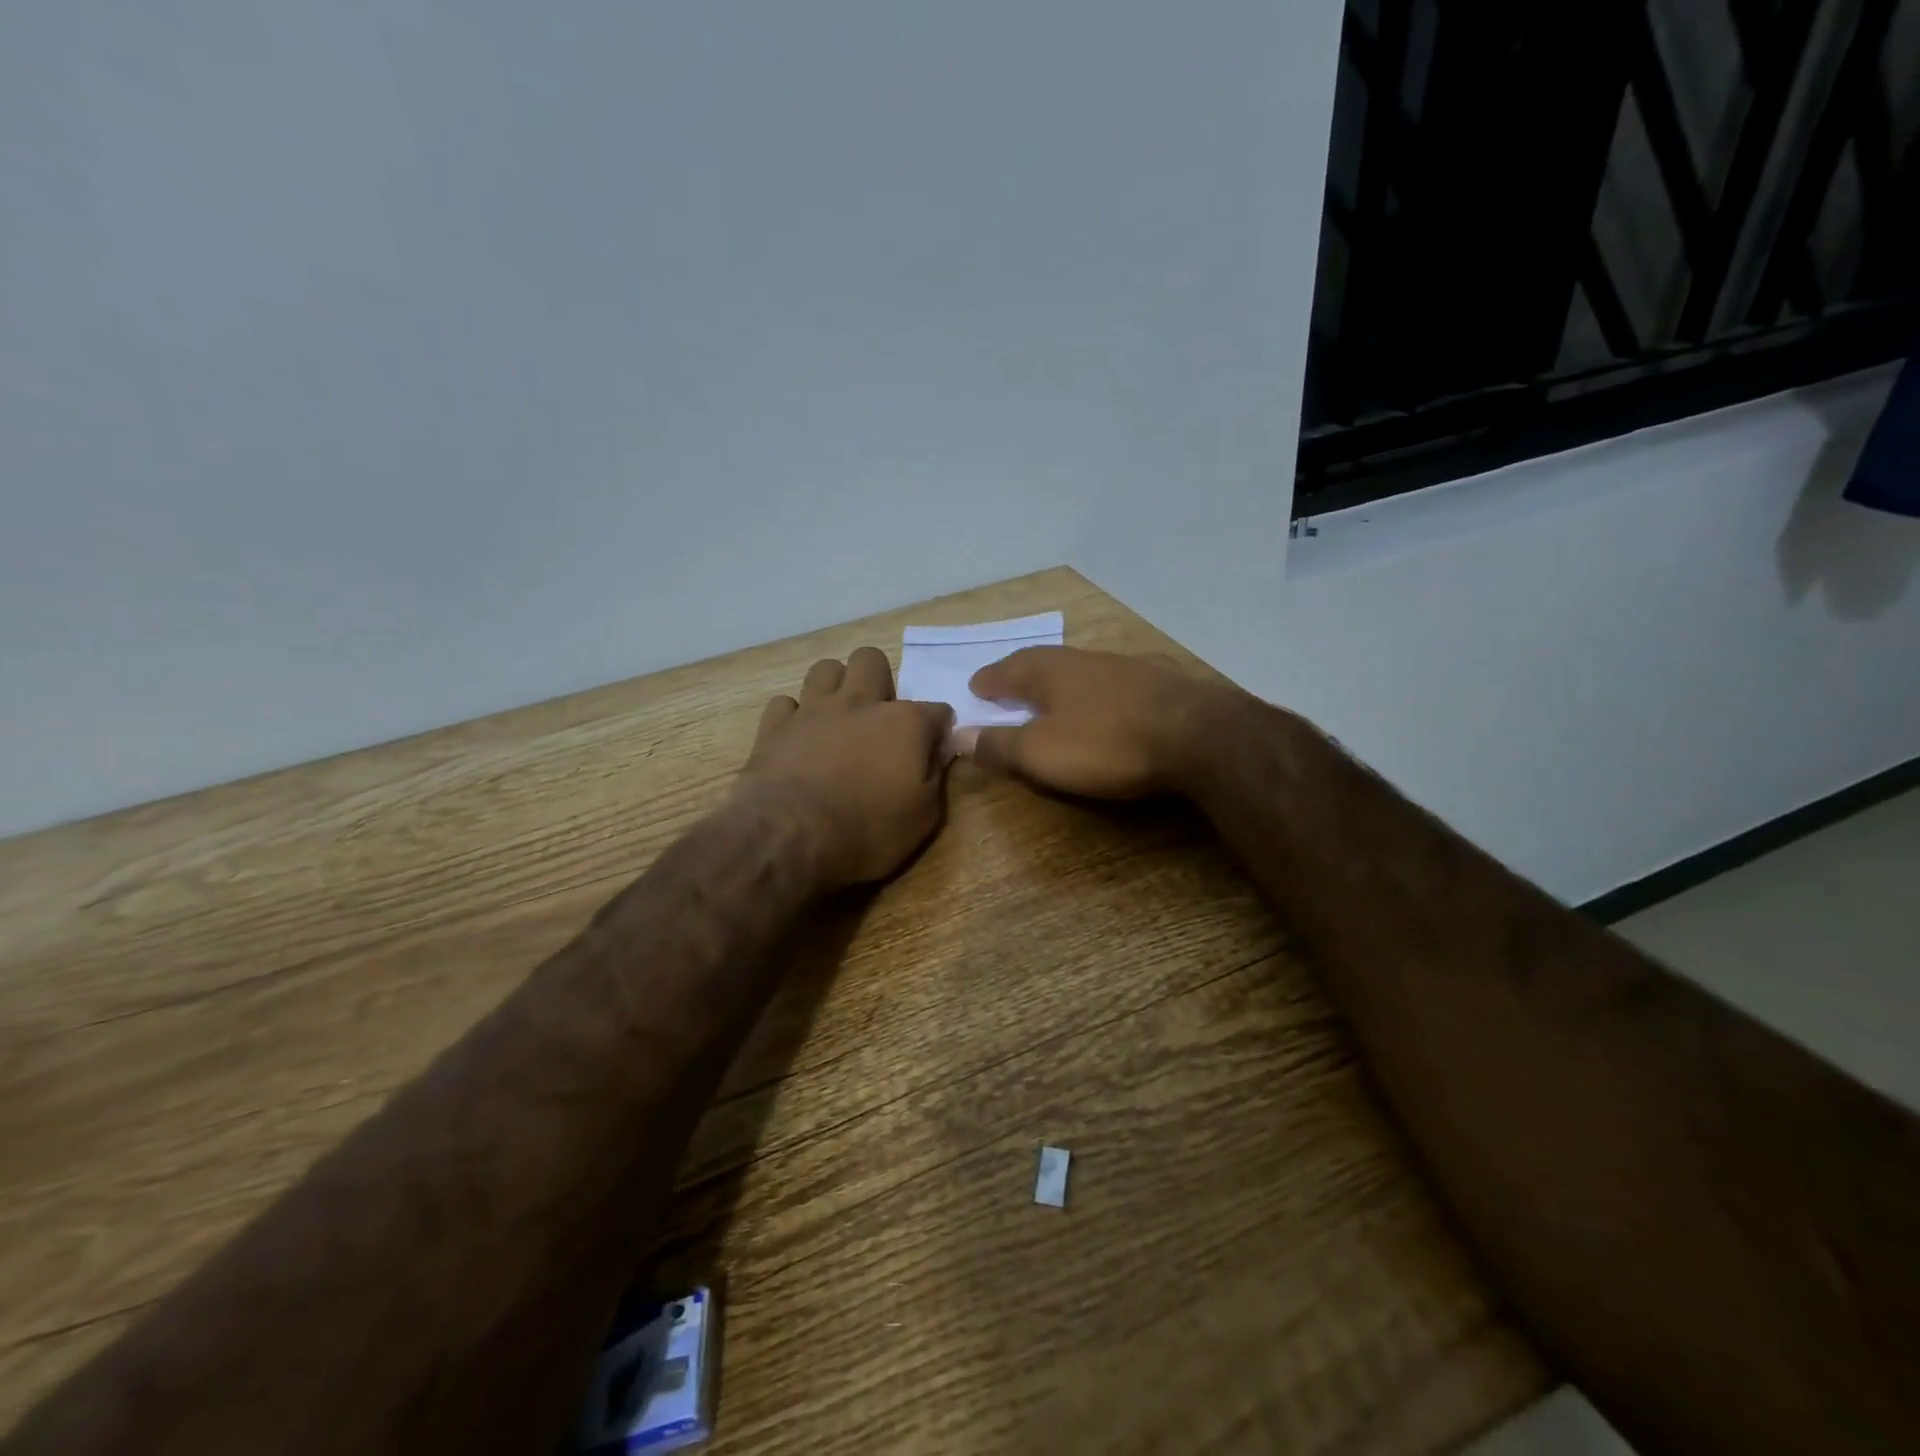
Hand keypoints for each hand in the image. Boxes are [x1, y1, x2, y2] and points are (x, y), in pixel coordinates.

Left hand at [738, 646, 954, 887]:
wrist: (791, 838)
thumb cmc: (867, 831)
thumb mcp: (922, 817)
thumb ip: (935, 776)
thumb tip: (938, 753)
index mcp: (905, 722)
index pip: (937, 710)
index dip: (939, 730)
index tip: (933, 752)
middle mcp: (860, 702)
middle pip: (872, 661)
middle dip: (880, 680)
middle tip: (879, 719)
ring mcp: (813, 710)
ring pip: (825, 668)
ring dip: (835, 687)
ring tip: (838, 719)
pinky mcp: (775, 726)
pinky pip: (785, 703)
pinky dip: (794, 716)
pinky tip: (799, 737)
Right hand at [954, 647, 1213, 799]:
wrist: (1195, 736)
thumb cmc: (1106, 744)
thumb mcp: (1041, 753)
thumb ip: (999, 744)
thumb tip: (957, 734)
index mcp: (1050, 672)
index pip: (1008, 670)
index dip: (989, 681)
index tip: (975, 688)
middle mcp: (1085, 659)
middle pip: (1044, 662)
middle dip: (1022, 672)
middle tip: (1006, 683)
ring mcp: (1127, 666)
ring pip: (1082, 667)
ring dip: (1062, 679)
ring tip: (1052, 691)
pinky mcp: (1162, 681)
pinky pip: (1117, 679)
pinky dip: (1100, 688)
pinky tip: (1109, 694)